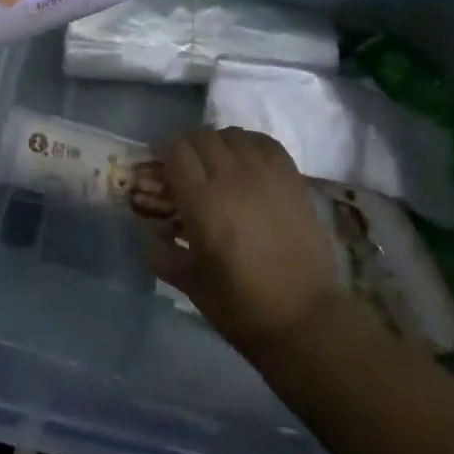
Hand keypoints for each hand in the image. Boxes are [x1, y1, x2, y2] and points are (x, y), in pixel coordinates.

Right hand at [139, 127, 346, 361]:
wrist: (305, 319)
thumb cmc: (242, 306)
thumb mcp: (189, 284)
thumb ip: (161, 254)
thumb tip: (147, 235)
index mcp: (202, 202)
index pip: (175, 150)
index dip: (163, 153)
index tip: (161, 169)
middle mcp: (232, 177)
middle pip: (201, 135)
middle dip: (187, 147)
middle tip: (187, 168)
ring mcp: (266, 175)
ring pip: (232, 134)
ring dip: (218, 143)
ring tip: (218, 164)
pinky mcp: (292, 179)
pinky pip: (264, 142)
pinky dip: (249, 144)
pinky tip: (247, 162)